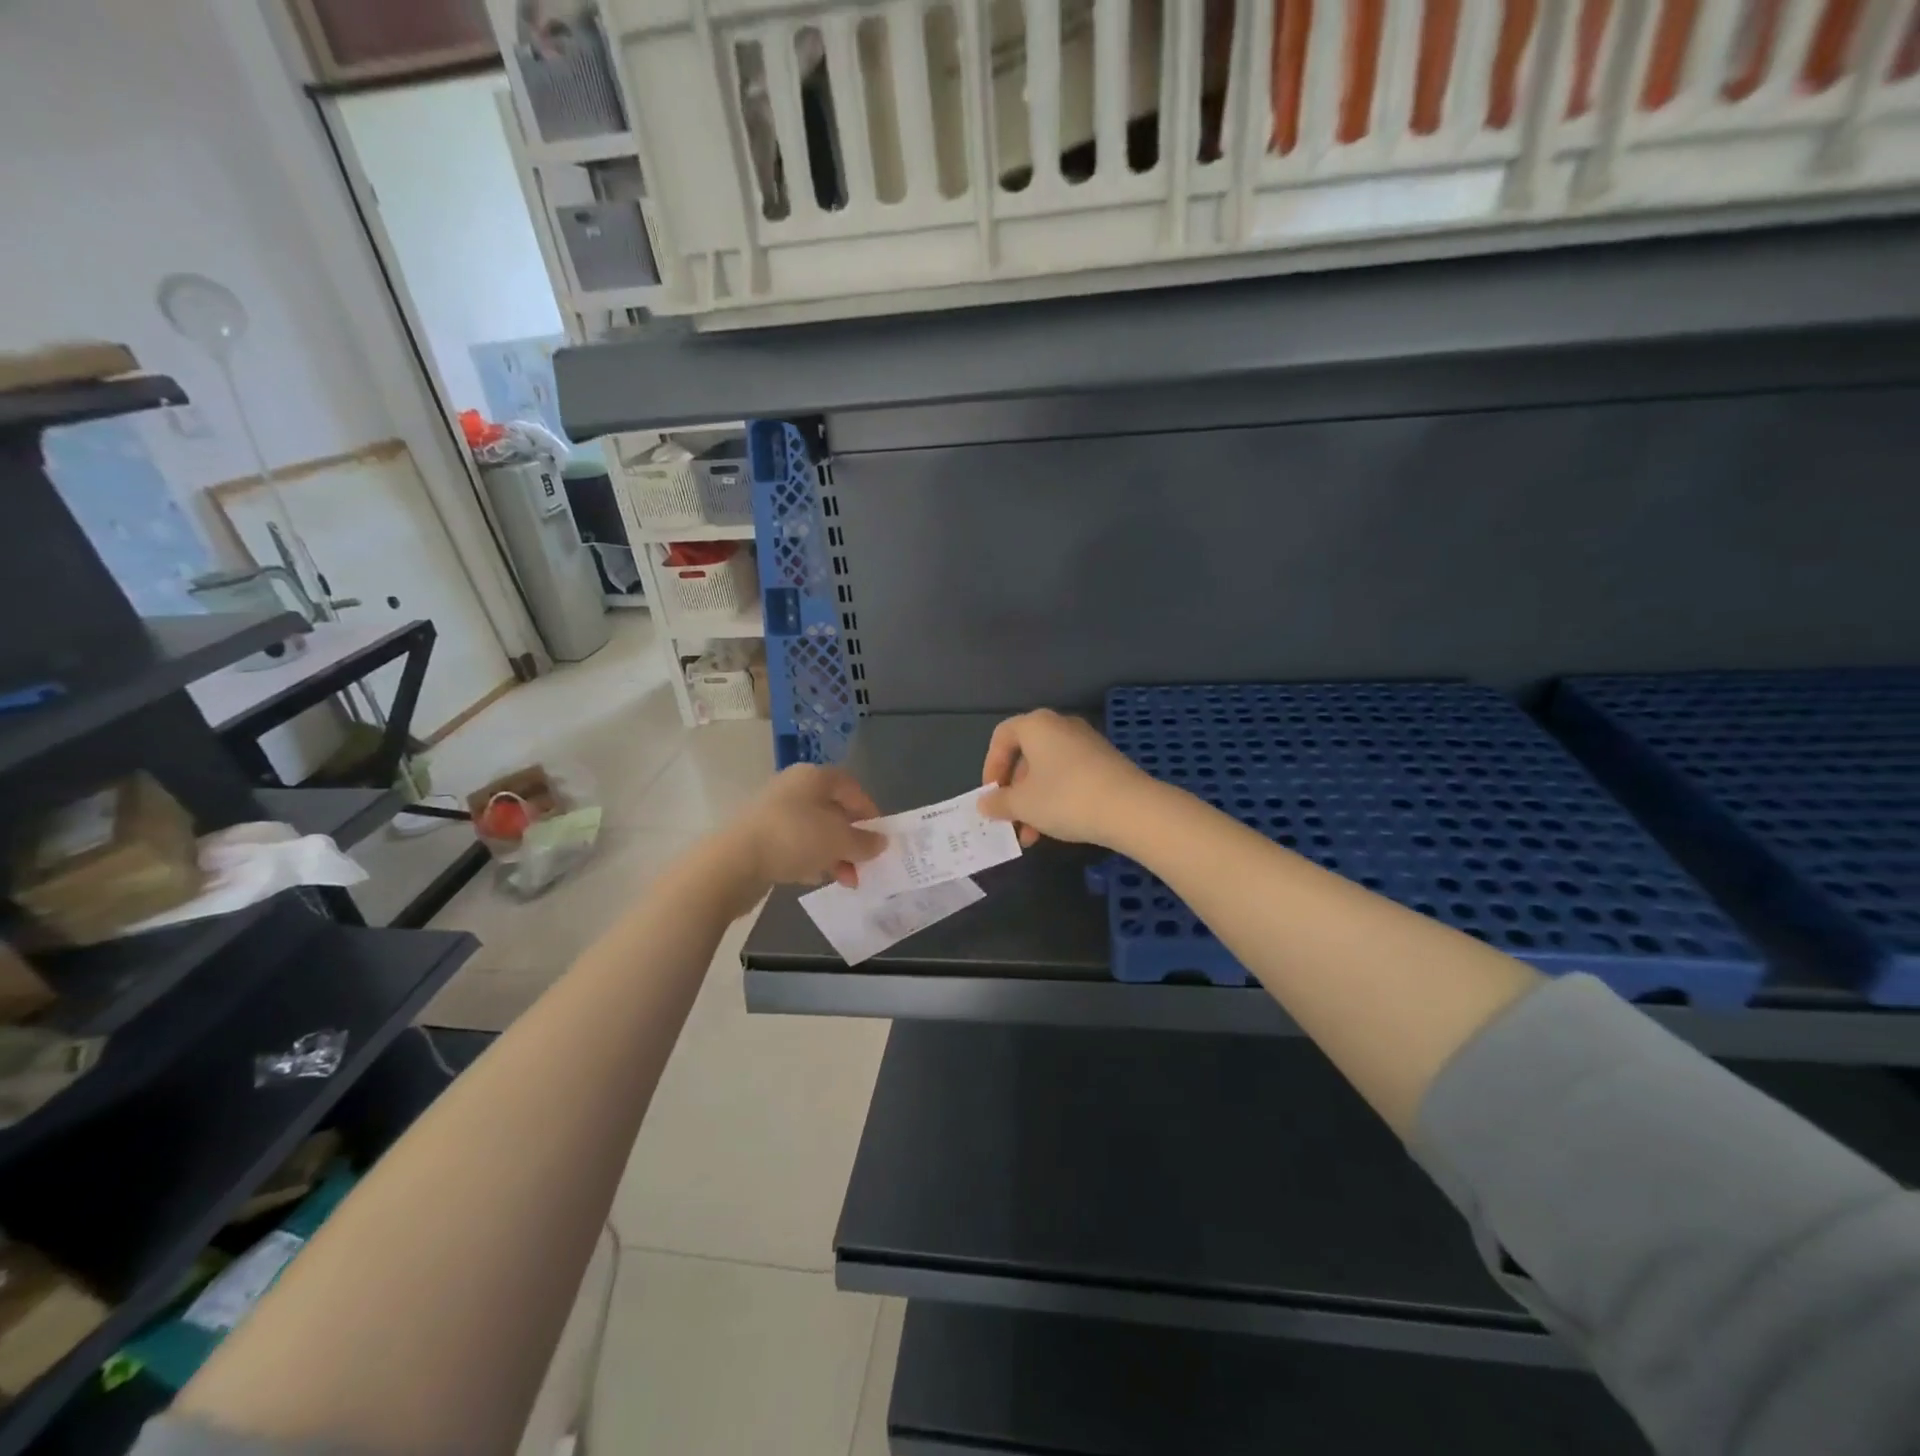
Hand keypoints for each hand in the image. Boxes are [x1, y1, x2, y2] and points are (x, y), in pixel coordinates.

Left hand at [732, 764, 885, 890]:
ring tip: (845, 880)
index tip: (879, 837)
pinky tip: (815, 879)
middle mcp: (793, 788)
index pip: (851, 787)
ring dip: (834, 855)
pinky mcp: (759, 837)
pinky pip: (794, 846)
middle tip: (864, 864)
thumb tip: (880, 842)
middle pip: (833, 811)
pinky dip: (810, 860)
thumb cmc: (794, 838)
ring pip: (814, 831)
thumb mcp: (839, 840)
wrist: (733, 862)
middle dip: (852, 840)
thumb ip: (864, 841)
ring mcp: (773, 812)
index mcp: (813, 777)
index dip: (869, 810)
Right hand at [978, 709, 1151, 848]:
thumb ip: (999, 802)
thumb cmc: (1065, 798)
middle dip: (1015, 791)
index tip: (991, 795)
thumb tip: (985, 803)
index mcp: (1037, 725)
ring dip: (1035, 801)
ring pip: (1049, 770)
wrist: (1131, 809)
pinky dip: (1057, 797)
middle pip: (1027, 755)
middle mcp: (1062, 726)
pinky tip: (1058, 827)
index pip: (1002, 736)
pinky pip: (1071, 776)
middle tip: (1010, 819)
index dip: (991, 766)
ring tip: (1032, 836)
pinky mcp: (1106, 762)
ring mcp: (1088, 743)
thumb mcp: (1023, 804)